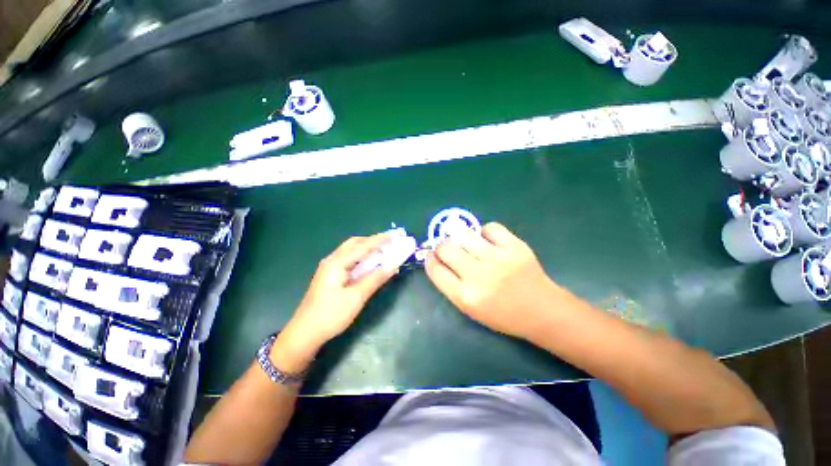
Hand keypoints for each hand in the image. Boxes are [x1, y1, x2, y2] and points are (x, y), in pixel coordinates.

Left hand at [282, 233, 395, 351]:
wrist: (305, 332)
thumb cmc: (331, 314)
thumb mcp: (356, 297)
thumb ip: (375, 279)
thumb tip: (393, 265)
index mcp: (337, 262)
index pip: (363, 246)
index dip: (380, 240)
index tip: (395, 235)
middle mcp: (332, 260)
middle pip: (355, 243)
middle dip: (373, 241)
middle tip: (389, 243)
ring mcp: (329, 267)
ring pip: (351, 251)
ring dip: (367, 248)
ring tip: (382, 250)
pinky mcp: (330, 275)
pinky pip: (349, 259)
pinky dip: (361, 257)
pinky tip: (369, 263)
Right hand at [425, 222, 563, 339]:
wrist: (542, 310)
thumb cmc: (503, 314)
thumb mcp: (470, 308)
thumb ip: (451, 284)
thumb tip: (438, 257)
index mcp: (465, 297)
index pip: (435, 269)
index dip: (430, 258)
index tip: (432, 255)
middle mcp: (478, 276)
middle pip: (446, 248)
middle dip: (442, 246)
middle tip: (449, 248)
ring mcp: (497, 258)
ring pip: (464, 234)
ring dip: (460, 237)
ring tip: (468, 243)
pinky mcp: (515, 246)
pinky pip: (490, 228)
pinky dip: (485, 232)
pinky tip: (489, 241)